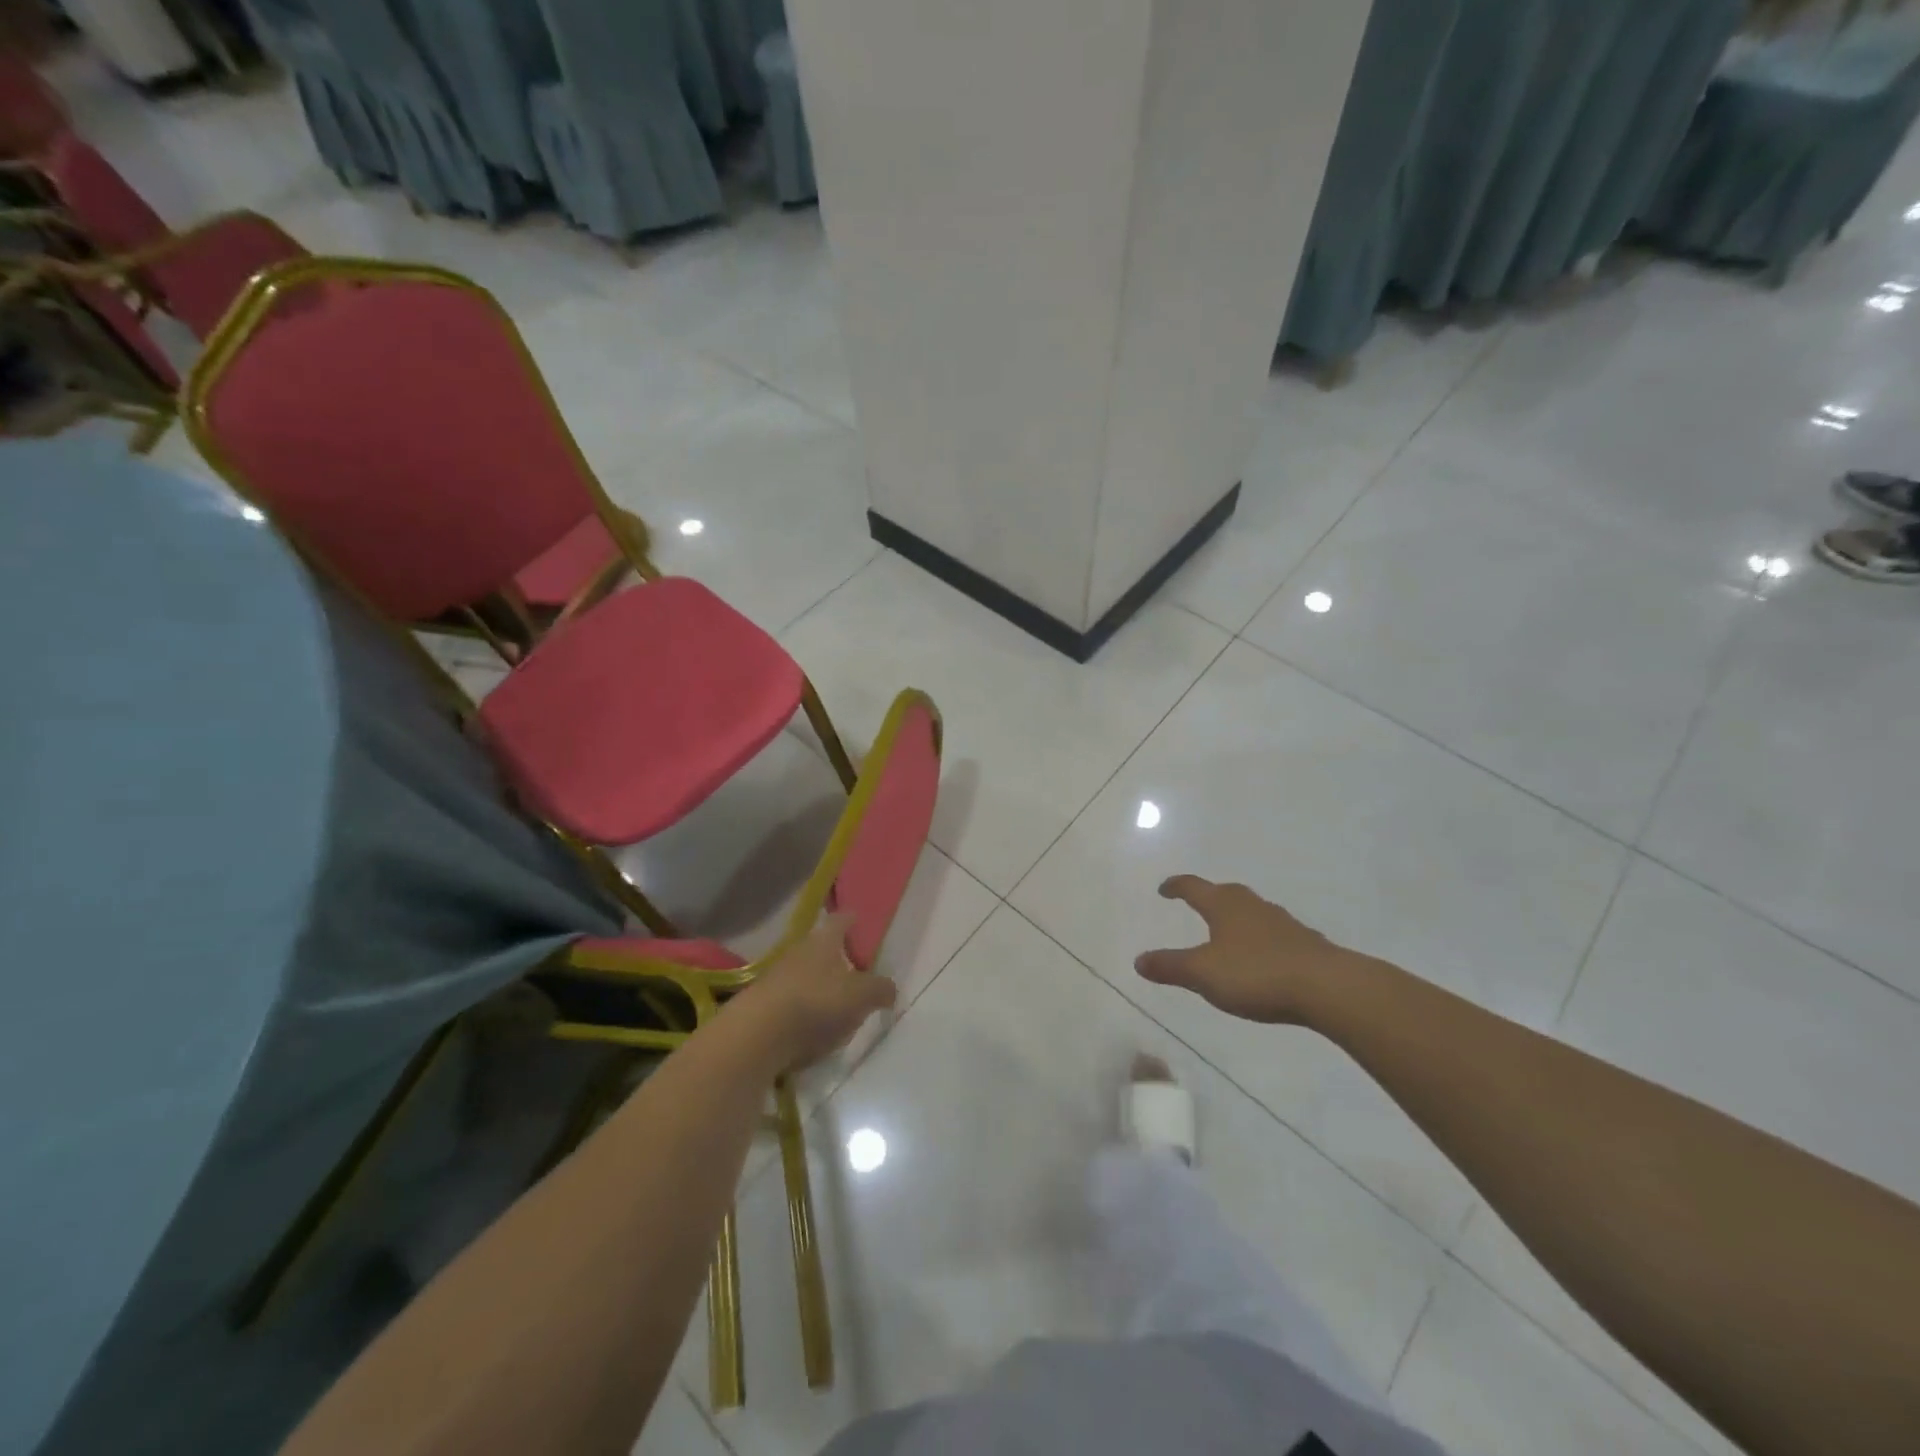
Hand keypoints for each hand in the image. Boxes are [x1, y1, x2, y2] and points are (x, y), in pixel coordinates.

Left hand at [733, 914, 897, 1071]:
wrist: (756, 1035)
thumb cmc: (817, 1003)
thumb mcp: (861, 996)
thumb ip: (880, 989)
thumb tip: (890, 988)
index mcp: (824, 940)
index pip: (841, 920)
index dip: (853, 920)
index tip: (861, 924)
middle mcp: (799, 951)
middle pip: (822, 948)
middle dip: (838, 959)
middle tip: (858, 973)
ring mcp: (776, 977)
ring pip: (806, 975)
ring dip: (821, 986)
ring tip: (839, 1007)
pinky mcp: (762, 1005)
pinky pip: (792, 1002)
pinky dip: (804, 1011)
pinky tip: (813, 1030)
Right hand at [1134, 876, 1356, 1023]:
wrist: (1328, 987)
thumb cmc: (1256, 973)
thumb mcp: (1203, 974)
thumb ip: (1170, 967)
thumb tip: (1139, 960)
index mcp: (1223, 906)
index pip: (1193, 887)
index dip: (1176, 886)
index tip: (1165, 888)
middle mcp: (1252, 906)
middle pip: (1225, 893)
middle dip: (1209, 897)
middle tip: (1197, 903)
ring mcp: (1282, 922)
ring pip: (1252, 912)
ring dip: (1237, 917)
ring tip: (1228, 931)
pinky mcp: (1306, 943)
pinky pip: (1274, 934)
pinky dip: (1261, 939)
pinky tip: (1263, 956)